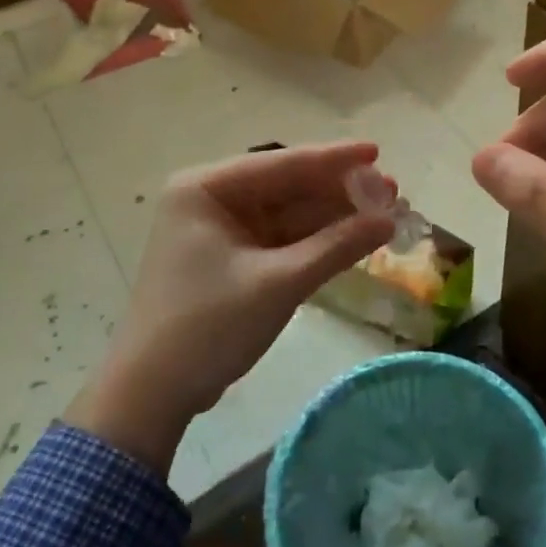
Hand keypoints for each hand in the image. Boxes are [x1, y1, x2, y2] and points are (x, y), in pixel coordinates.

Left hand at [64, 142, 395, 472]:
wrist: (152, 394)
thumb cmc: (209, 326)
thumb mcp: (279, 282)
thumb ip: (337, 246)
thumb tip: (391, 220)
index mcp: (206, 188)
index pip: (282, 163)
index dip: (335, 159)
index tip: (378, 152)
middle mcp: (212, 199)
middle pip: (288, 186)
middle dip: (340, 192)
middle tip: (392, 192)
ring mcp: (221, 230)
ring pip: (289, 213)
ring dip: (334, 216)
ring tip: (385, 214)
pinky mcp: (232, 259)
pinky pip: (282, 239)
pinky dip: (316, 240)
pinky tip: (354, 238)